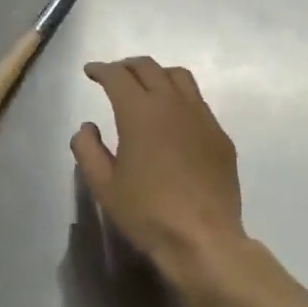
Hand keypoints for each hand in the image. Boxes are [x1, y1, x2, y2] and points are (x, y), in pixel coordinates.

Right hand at [71, 58, 244, 299]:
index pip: (118, 76)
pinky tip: (173, 117)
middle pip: (149, 67)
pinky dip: (179, 97)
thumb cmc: (147, 212)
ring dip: (156, 74)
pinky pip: (198, 101)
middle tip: (114, 75)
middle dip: (127, 66)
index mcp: (139, 112)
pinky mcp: (220, 135)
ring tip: (145, 87)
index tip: (90, 72)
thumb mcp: (103, 186)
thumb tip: (87, 127)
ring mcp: (201, 117)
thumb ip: (87, 149)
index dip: (101, 70)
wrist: (204, 240)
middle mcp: (172, 104)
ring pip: (178, 77)